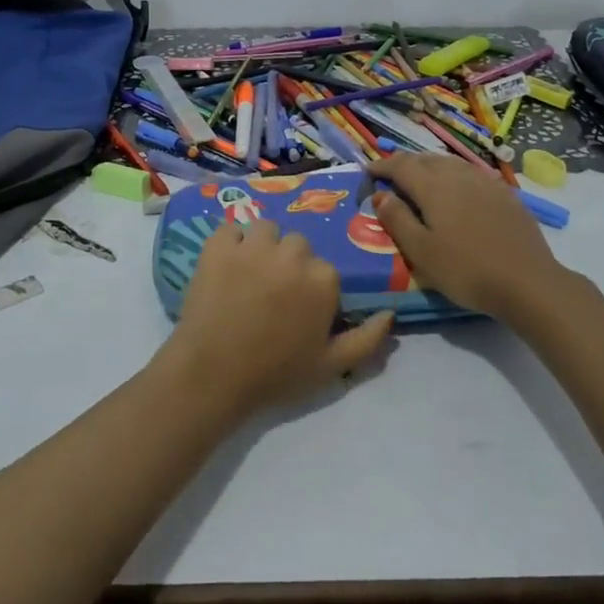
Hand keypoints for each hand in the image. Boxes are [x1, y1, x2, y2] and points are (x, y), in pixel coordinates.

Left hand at [158, 220, 392, 419]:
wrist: (213, 374)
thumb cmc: (275, 373)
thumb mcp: (331, 366)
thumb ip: (366, 339)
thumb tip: (390, 314)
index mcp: (323, 278)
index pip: (323, 268)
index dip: (311, 288)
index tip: (296, 309)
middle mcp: (293, 253)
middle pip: (296, 244)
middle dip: (287, 263)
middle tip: (270, 293)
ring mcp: (253, 245)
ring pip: (265, 229)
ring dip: (261, 246)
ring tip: (247, 275)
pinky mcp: (218, 245)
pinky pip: (229, 228)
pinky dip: (228, 243)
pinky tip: (224, 267)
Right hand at [366, 153, 568, 322]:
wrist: (529, 283)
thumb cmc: (466, 270)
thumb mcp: (421, 252)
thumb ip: (397, 220)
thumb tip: (381, 195)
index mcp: (433, 186)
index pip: (401, 165)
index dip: (382, 166)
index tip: (367, 172)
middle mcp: (458, 175)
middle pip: (426, 159)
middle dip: (405, 165)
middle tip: (391, 178)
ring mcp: (486, 182)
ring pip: (450, 164)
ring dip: (430, 168)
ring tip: (420, 183)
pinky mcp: (506, 195)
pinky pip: (471, 175)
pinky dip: (454, 177)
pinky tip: (457, 194)